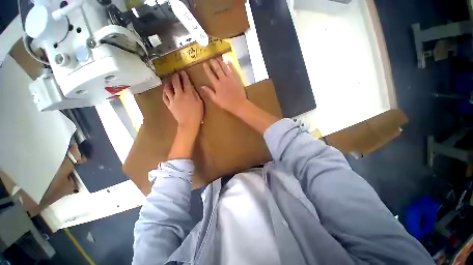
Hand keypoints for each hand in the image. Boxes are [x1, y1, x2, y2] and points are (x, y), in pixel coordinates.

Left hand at [163, 71, 203, 131]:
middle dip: (175, 77)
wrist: (189, 123)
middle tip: (175, 74)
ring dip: (167, 83)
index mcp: (188, 94)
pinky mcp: (169, 105)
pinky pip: (164, 97)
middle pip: (175, 83)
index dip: (184, 76)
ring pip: (167, 89)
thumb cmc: (197, 114)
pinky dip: (164, 93)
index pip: (186, 82)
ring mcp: (173, 100)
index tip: (183, 72)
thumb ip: (196, 94)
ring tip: (168, 80)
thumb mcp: (200, 103)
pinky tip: (165, 91)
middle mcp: (179, 95)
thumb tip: (192, 87)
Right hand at [201, 58, 247, 113]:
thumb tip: (202, 86)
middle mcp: (223, 80)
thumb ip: (209, 92)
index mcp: (217, 85)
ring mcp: (231, 78)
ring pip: (225, 68)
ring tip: (218, 57)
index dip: (207, 69)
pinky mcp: (237, 79)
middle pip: (218, 69)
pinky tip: (229, 61)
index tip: (204, 64)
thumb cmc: (227, 104)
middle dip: (214, 63)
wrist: (239, 104)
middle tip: (211, 58)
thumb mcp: (216, 100)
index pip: (211, 75)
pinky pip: (233, 70)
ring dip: (221, 62)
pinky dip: (231, 65)